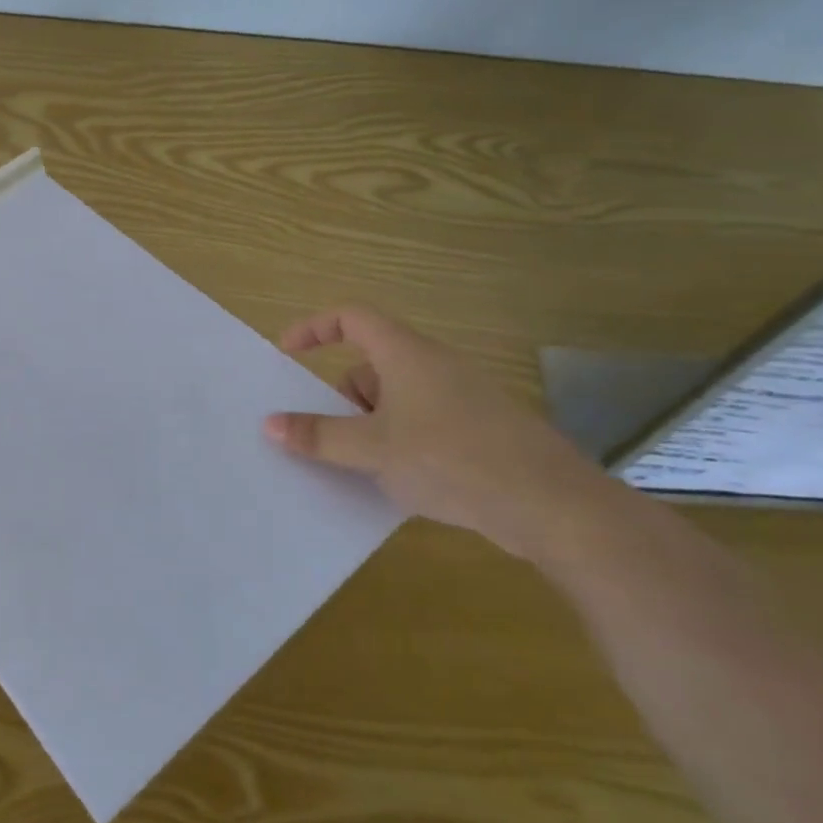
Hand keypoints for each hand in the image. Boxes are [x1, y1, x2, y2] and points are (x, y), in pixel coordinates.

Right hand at [264, 304, 616, 561]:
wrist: (552, 505)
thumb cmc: (450, 459)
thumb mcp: (372, 449)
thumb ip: (319, 435)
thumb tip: (270, 423)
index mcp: (405, 354)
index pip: (351, 317)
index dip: (314, 328)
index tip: (287, 354)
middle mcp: (434, 366)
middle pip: (371, 364)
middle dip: (343, 397)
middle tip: (331, 436)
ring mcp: (461, 398)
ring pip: (396, 398)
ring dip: (370, 425)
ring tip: (365, 468)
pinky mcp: (480, 430)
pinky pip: (422, 423)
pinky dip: (400, 442)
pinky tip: (402, 482)